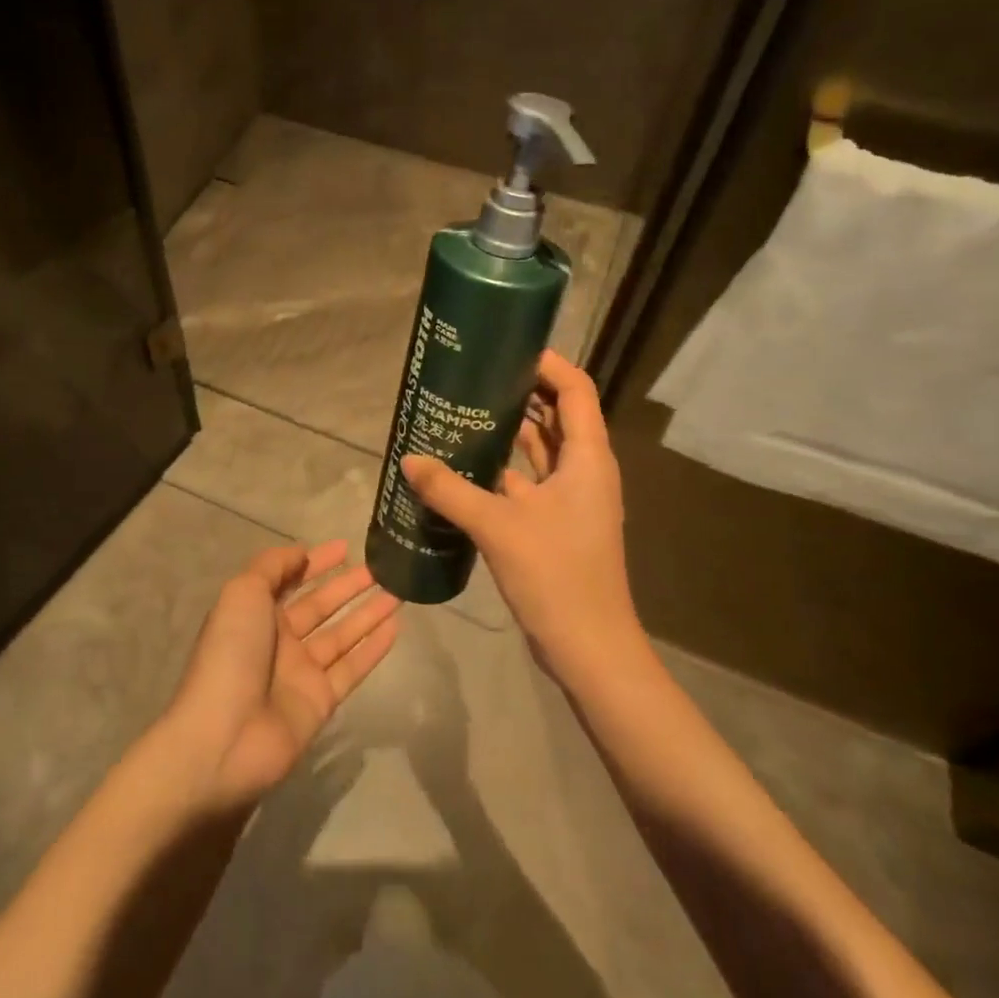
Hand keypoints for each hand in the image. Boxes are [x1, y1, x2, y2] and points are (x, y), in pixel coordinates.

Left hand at [164, 541, 399, 808]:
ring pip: (341, 634)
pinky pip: (352, 668)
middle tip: (382, 568)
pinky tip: (396, 627)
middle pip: (320, 606)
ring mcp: (301, 672)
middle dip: (347, 586)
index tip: (345, 547)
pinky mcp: (321, 702)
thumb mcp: (242, 593)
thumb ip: (272, 567)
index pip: (290, 580)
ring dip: (367, 613)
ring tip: (398, 591)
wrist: (224, 738)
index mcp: (255, 613)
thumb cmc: (230, 654)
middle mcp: (279, 640)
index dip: (316, 563)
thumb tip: (301, 553)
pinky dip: (373, 648)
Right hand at [401, 350, 643, 683]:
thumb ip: (450, 490)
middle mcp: (585, 471)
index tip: (507, 349)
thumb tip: (409, 459)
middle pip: (558, 415)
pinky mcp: (556, 524)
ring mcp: (572, 499)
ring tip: (465, 412)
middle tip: (475, 377)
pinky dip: (504, 469)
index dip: (547, 364)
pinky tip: (467, 467)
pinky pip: (529, 481)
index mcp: (587, 458)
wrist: (589, 648)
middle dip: (522, 392)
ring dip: (511, 430)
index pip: (575, 390)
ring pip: (542, 450)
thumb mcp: (498, 526)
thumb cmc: (556, 575)